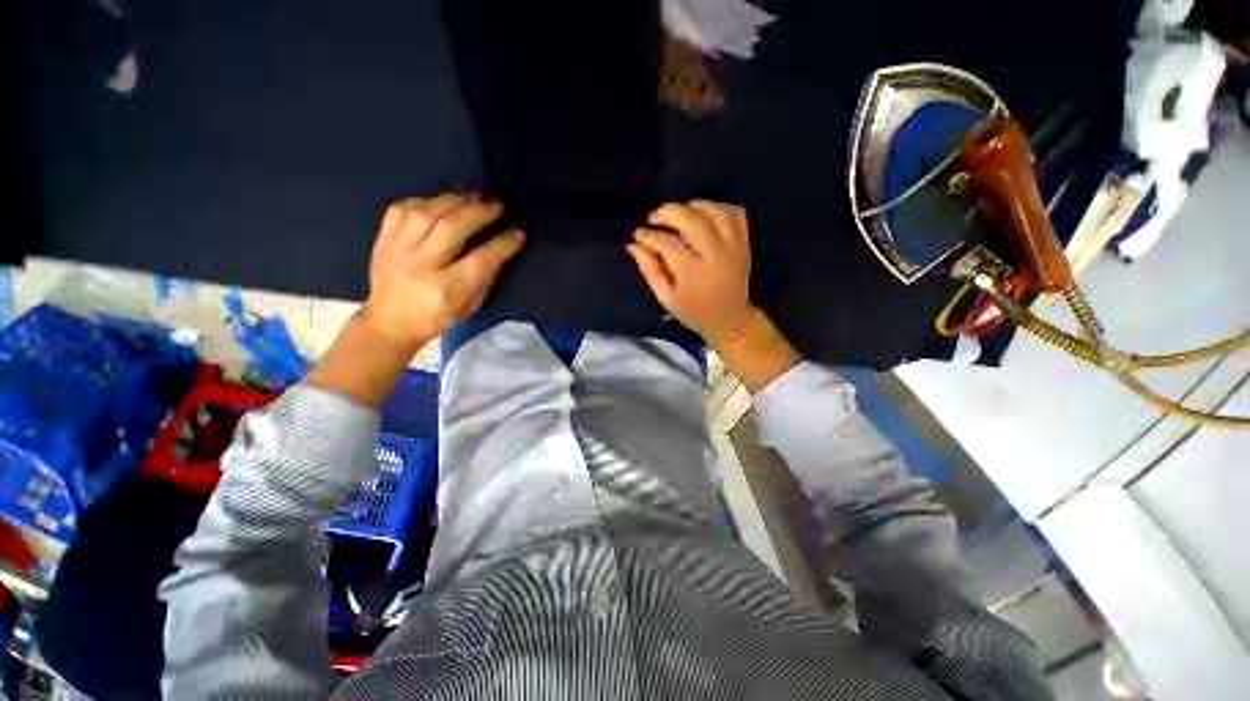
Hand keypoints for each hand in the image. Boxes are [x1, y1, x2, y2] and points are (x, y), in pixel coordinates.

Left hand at [361, 193, 524, 352]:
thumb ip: (485, 276)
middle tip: (497, 204)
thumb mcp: (470, 305)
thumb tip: (500, 246)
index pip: (481, 259)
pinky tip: (441, 203)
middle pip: (453, 228)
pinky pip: (403, 208)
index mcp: (447, 289)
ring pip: (427, 212)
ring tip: (473, 197)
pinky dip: (426, 201)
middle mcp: (421, 265)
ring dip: (455, 201)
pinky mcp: (383, 238)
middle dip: (480, 212)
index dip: (503, 243)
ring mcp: (397, 249)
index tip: (518, 232)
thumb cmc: (437, 317)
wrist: (389, 321)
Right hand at [627, 201, 754, 344]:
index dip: (650, 236)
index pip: (668, 244)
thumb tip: (633, 245)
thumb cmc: (694, 312)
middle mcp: (716, 256)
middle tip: (655, 217)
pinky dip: (719, 208)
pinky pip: (736, 214)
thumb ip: (650, 270)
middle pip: (693, 220)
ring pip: (716, 211)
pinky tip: (704, 214)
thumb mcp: (666, 298)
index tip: (639, 234)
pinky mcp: (744, 244)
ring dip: (695, 206)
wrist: (730, 320)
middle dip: (669, 212)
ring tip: (680, 213)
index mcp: (694, 274)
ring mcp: (734, 248)